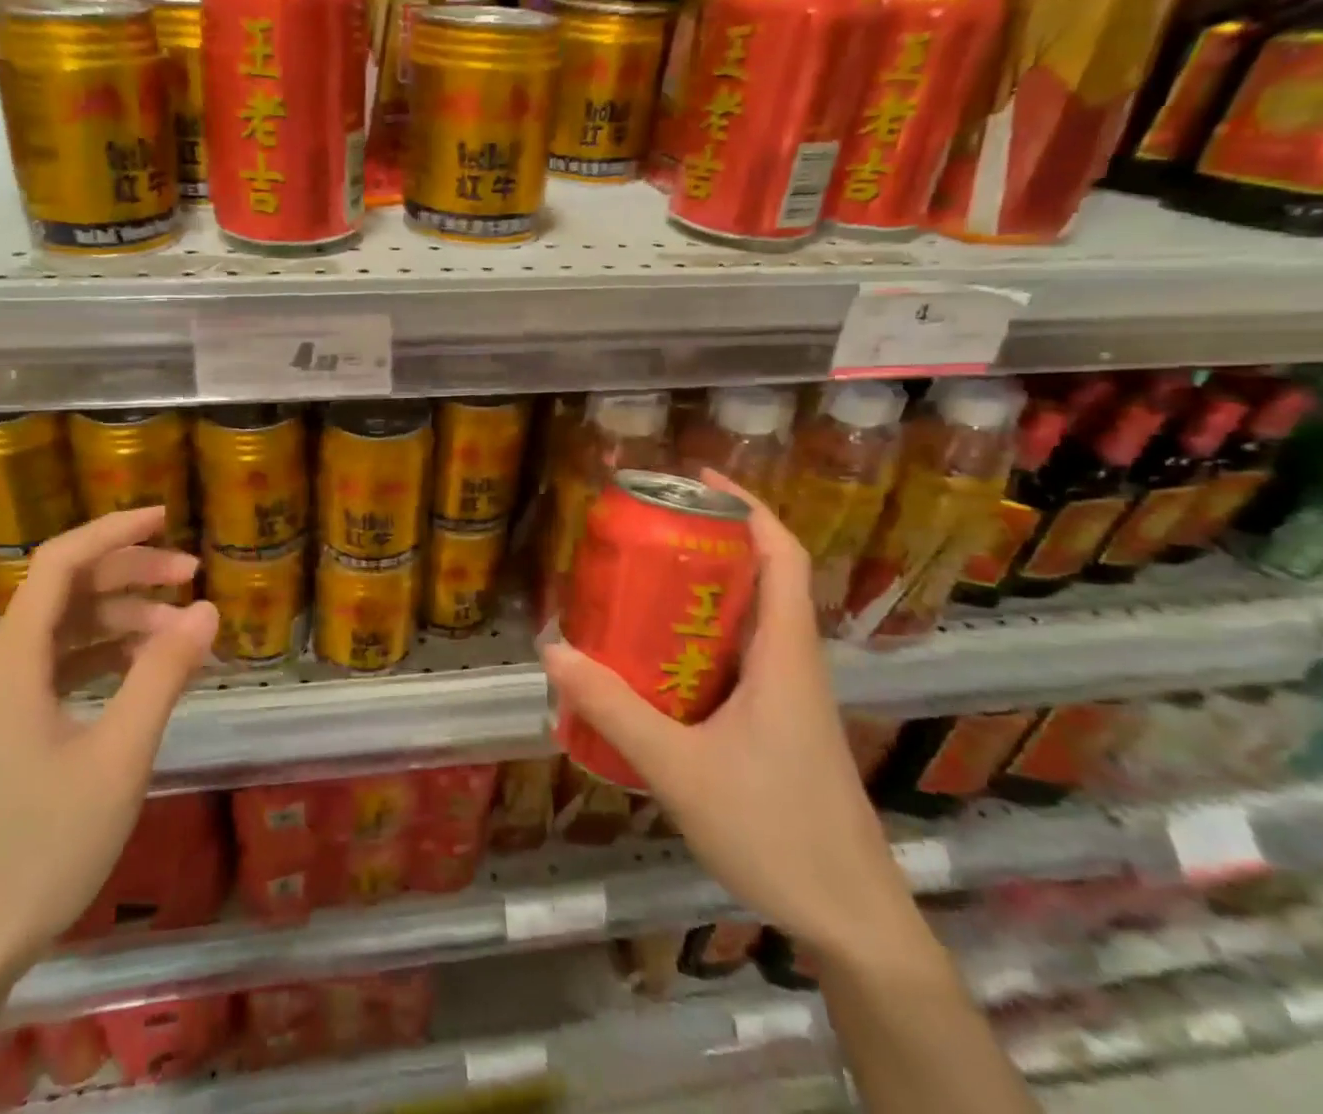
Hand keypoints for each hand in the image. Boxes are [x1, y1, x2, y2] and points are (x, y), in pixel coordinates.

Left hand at [0, 506, 217, 986]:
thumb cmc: (41, 847)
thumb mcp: (118, 757)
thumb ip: (162, 676)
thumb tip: (207, 610)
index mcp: (15, 660)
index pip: (61, 563)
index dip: (113, 531)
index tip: (165, 516)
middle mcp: (3, 667)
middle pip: (66, 590)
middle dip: (130, 572)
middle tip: (192, 575)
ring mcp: (4, 701)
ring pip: (66, 630)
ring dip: (122, 616)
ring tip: (181, 627)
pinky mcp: (12, 731)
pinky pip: (63, 667)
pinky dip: (107, 655)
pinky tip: (145, 669)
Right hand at [540, 471, 922, 964]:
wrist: (852, 924)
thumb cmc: (776, 832)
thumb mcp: (678, 768)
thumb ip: (613, 708)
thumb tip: (552, 649)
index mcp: (786, 656)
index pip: (783, 556)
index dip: (747, 506)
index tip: (698, 479)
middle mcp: (793, 665)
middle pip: (761, 579)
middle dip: (708, 544)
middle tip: (644, 534)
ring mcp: (790, 699)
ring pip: (748, 623)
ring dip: (701, 596)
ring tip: (637, 587)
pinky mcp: (781, 728)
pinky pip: (738, 663)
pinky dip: (699, 643)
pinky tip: (653, 666)